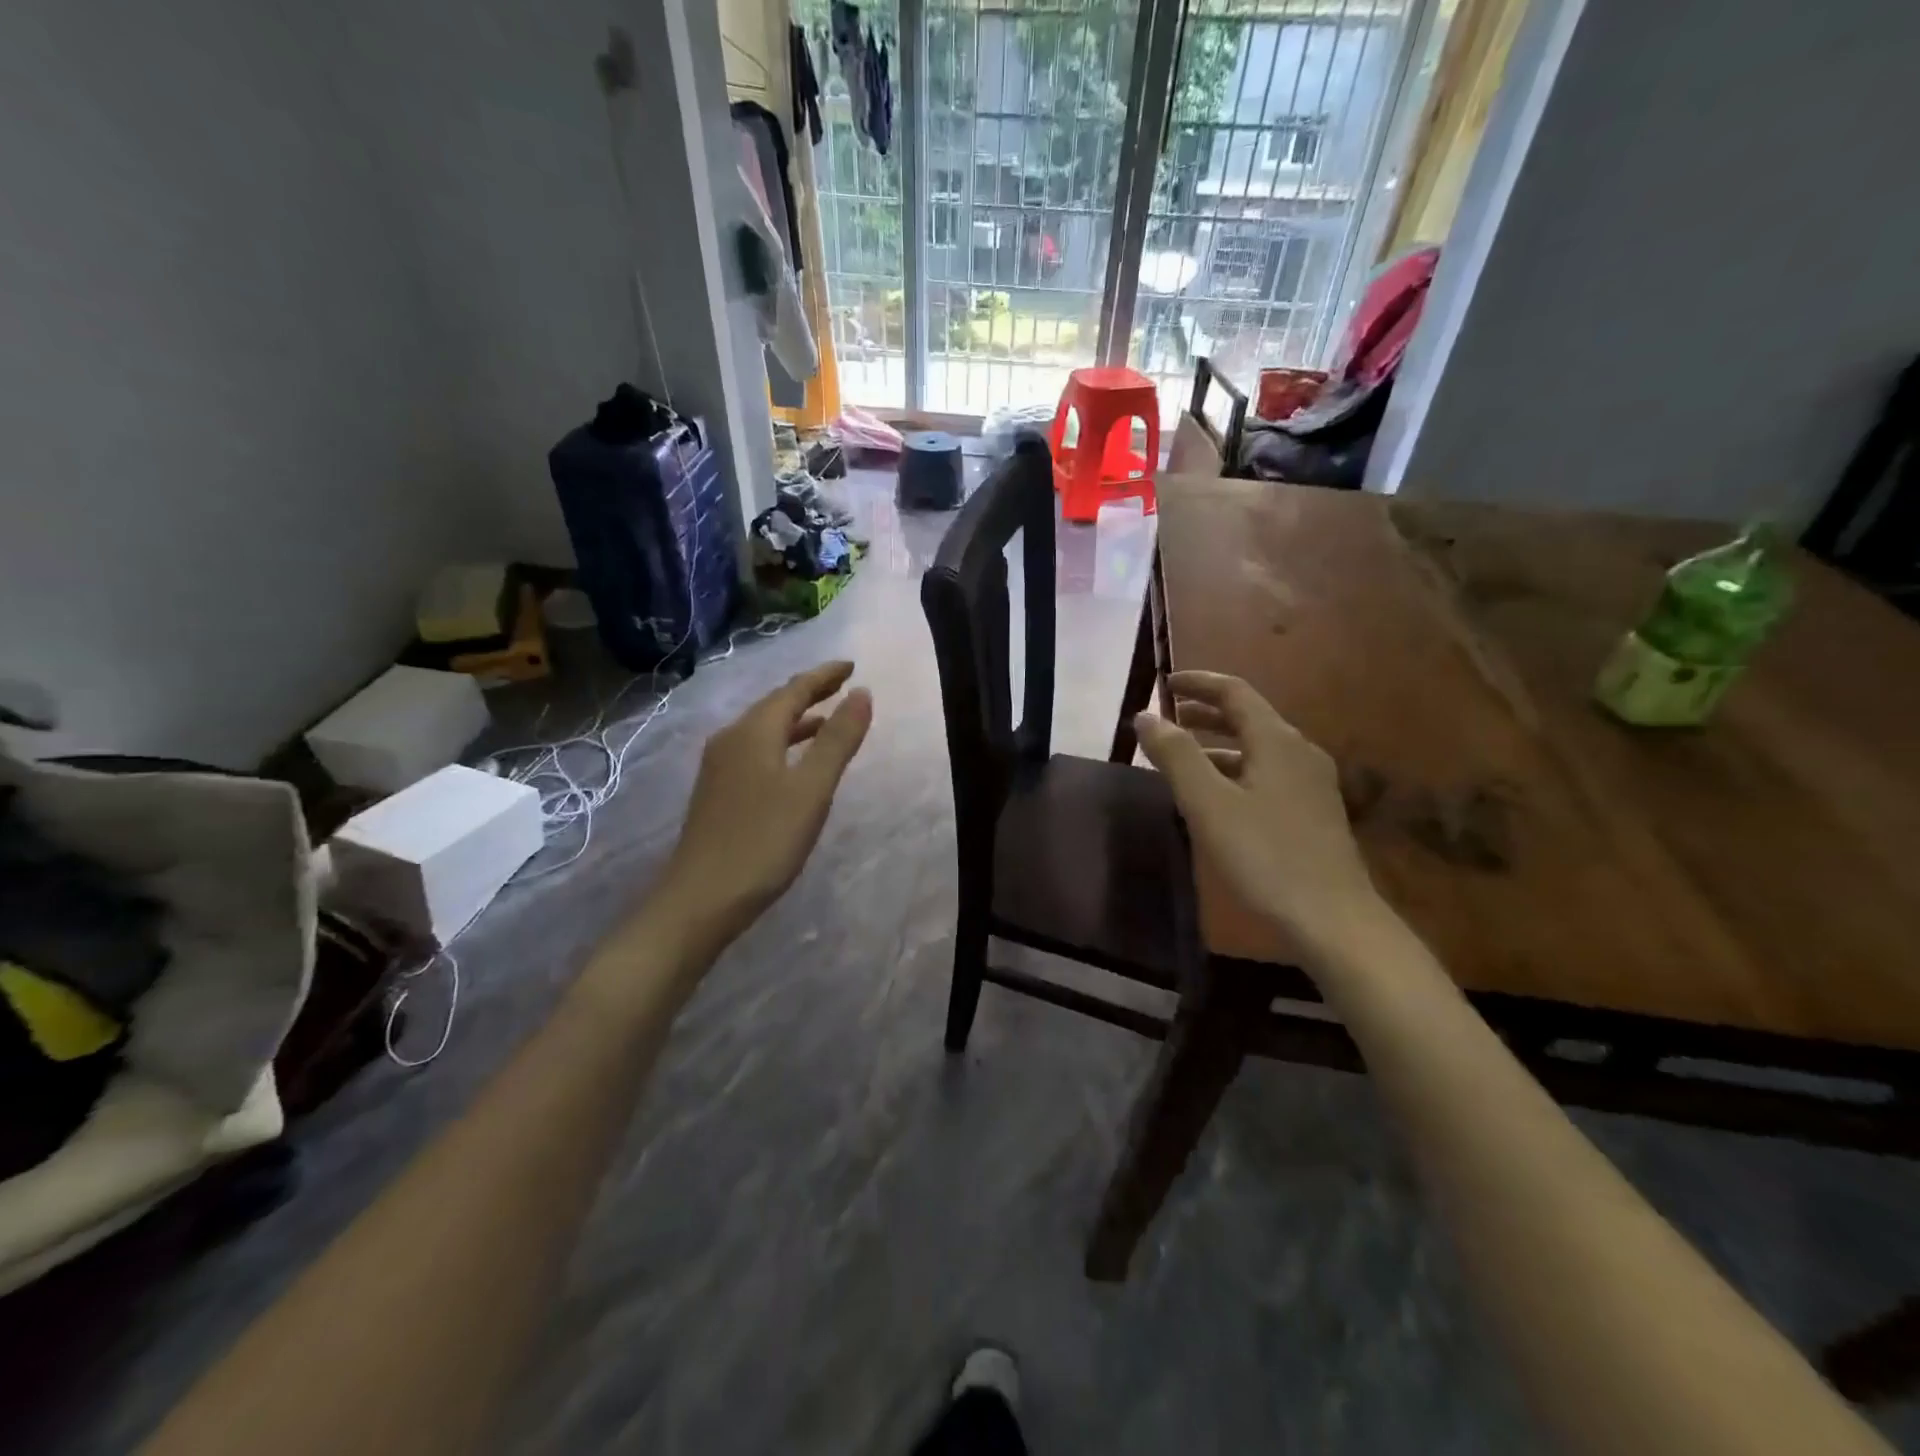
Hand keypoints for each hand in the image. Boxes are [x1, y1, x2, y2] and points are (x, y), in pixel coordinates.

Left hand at [659, 661, 872, 934]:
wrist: (700, 900)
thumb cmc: (763, 841)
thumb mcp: (811, 789)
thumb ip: (838, 740)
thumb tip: (861, 693)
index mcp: (753, 732)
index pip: (794, 690)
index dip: (824, 676)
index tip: (852, 666)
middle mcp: (731, 740)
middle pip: (775, 705)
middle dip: (810, 693)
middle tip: (844, 686)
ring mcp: (720, 767)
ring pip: (765, 730)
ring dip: (798, 721)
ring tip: (827, 722)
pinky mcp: (718, 793)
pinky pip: (757, 752)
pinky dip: (783, 745)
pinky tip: (795, 764)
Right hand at [1135, 671, 1383, 964]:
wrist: (1333, 920)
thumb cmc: (1264, 856)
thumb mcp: (1208, 803)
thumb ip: (1176, 755)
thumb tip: (1146, 716)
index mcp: (1277, 741)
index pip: (1235, 692)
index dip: (1198, 683)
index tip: (1164, 684)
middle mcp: (1299, 752)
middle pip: (1249, 717)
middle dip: (1205, 713)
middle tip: (1167, 719)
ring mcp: (1311, 784)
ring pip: (1257, 749)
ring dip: (1217, 745)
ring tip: (1181, 759)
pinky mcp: (1313, 813)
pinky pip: (1266, 774)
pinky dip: (1234, 771)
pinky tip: (1217, 798)